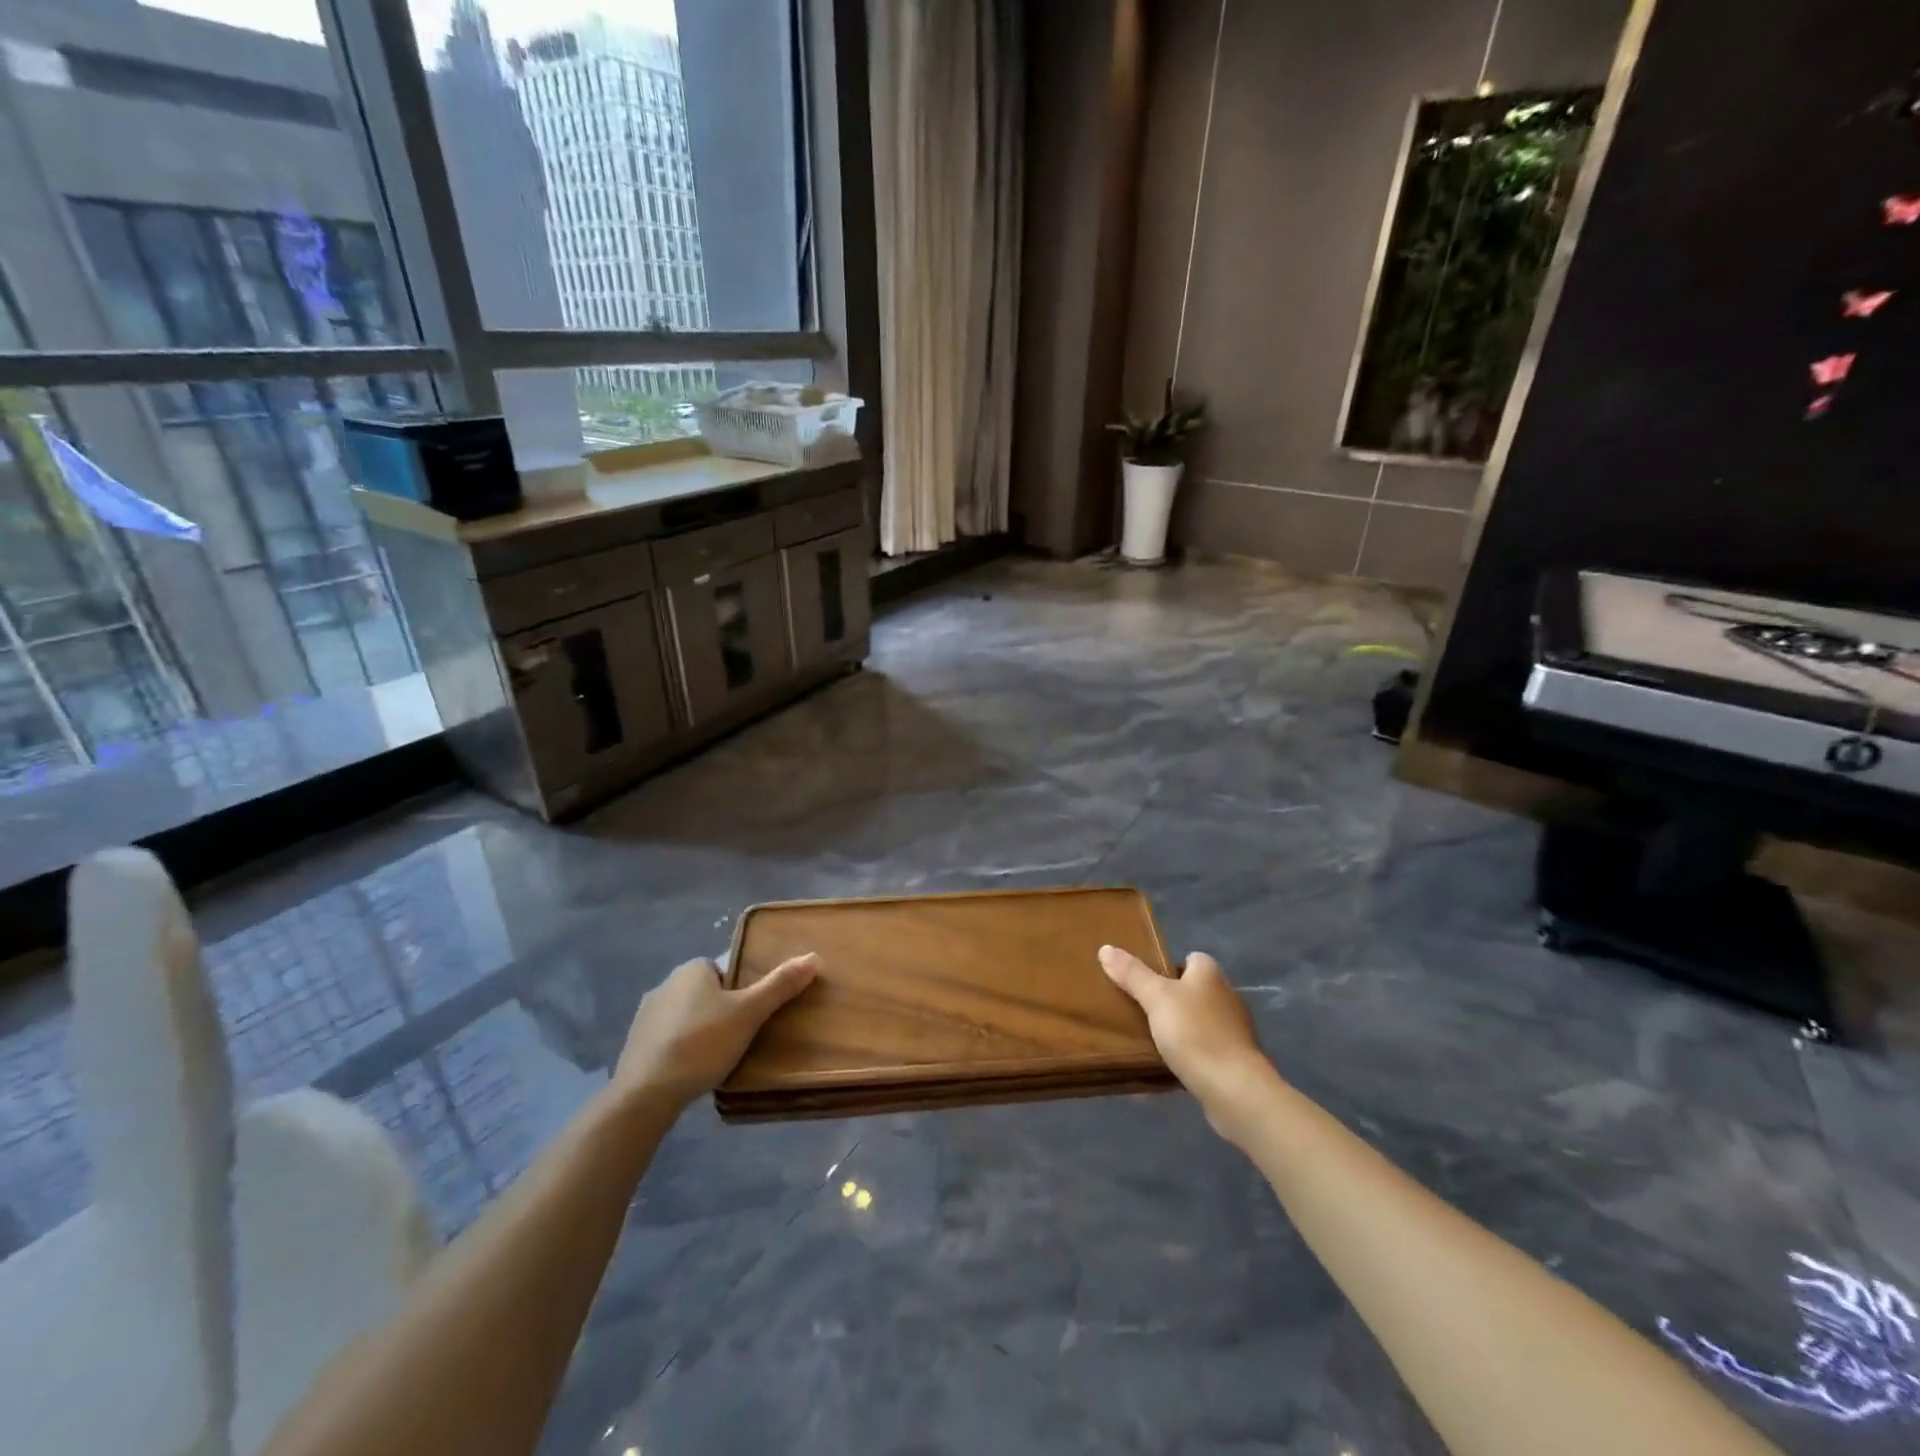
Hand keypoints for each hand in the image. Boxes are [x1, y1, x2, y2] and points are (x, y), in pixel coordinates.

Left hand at [613, 954, 818, 1108]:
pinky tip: (693, 1070)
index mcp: (691, 969)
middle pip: (707, 992)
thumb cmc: (702, 1044)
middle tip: (742, 1037)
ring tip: (719, 1057)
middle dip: (723, 1011)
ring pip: (687, 1016)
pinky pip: (669, 1039)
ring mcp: (646, 1015)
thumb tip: (814, 957)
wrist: (645, 1094)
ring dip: (701, 1031)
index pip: (726, 969)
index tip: (753, 1015)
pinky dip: (682, 1049)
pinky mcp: (635, 1044)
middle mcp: (666, 984)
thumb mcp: (749, 1013)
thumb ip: (780, 985)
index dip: (743, 990)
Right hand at [1099, 946, 1277, 1136]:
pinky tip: (1168, 1066)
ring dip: (1180, 1028)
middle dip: (1172, 999)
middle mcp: (1227, 997)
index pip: (1192, 958)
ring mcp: (1233, 1031)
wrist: (1233, 1089)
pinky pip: (1205, 1050)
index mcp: (1211, 975)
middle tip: (1140, 1009)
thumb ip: (1132, 974)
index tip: (1146, 980)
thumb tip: (1106, 948)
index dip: (1170, 966)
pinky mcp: (1235, 1061)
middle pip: (1195, 990)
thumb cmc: (1195, 1032)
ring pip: (1200, 1021)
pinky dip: (1189, 1055)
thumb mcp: (1156, 998)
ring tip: (1149, 1038)